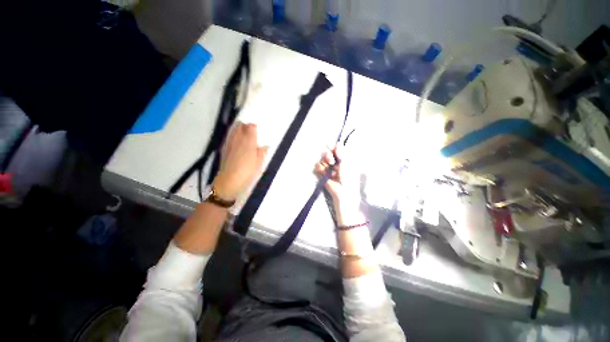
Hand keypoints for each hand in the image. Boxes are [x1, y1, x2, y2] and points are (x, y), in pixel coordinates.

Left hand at [213, 123, 267, 199]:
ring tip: (243, 135)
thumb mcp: (259, 163)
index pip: (251, 127)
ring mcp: (230, 142)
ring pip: (233, 129)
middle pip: (240, 125)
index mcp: (249, 142)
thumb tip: (264, 146)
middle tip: (250, 132)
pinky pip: (229, 136)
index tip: (257, 130)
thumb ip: (261, 153)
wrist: (230, 180)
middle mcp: (238, 139)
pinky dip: (233, 135)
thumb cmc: (247, 171)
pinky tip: (236, 142)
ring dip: (239, 129)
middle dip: (246, 126)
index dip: (254, 127)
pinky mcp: (224, 147)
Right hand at [314, 146, 359, 205]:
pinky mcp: (322, 173)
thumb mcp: (346, 163)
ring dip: (324, 163)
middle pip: (326, 152)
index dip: (333, 148)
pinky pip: (317, 166)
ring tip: (329, 169)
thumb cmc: (348, 178)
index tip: (333, 150)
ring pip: (321, 159)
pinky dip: (320, 169)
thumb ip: (341, 153)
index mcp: (342, 158)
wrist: (343, 192)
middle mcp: (335, 162)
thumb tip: (338, 142)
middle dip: (327, 155)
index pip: (335, 148)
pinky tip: (324, 173)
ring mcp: (328, 167)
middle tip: (331, 161)